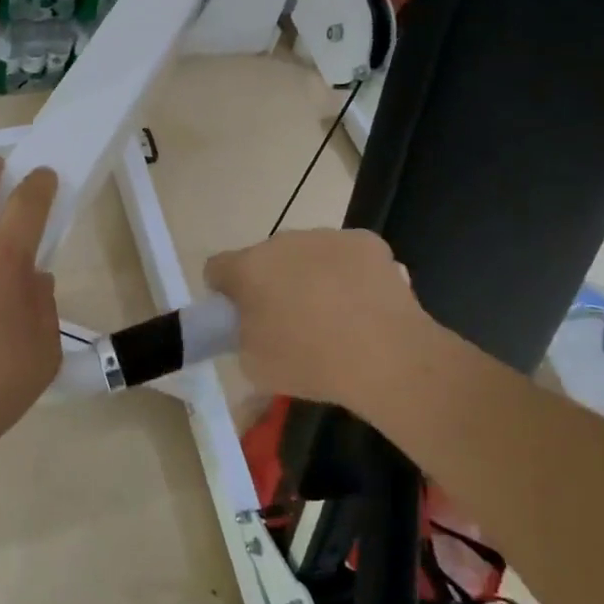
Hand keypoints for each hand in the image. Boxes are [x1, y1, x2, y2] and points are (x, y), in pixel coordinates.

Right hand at [204, 228, 435, 413]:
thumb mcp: (254, 366)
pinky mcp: (366, 241)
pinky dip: (347, 273)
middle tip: (288, 321)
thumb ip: (242, 337)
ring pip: (305, 253)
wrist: (387, 357)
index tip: (239, 317)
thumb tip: (251, 328)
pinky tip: (361, 303)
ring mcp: (326, 237)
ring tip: (333, 315)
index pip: (216, 269)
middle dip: (270, 283)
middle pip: (264, 259)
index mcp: (247, 268)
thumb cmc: (310, 363)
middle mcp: (282, 242)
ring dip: (308, 275)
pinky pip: (344, 254)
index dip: (223, 292)